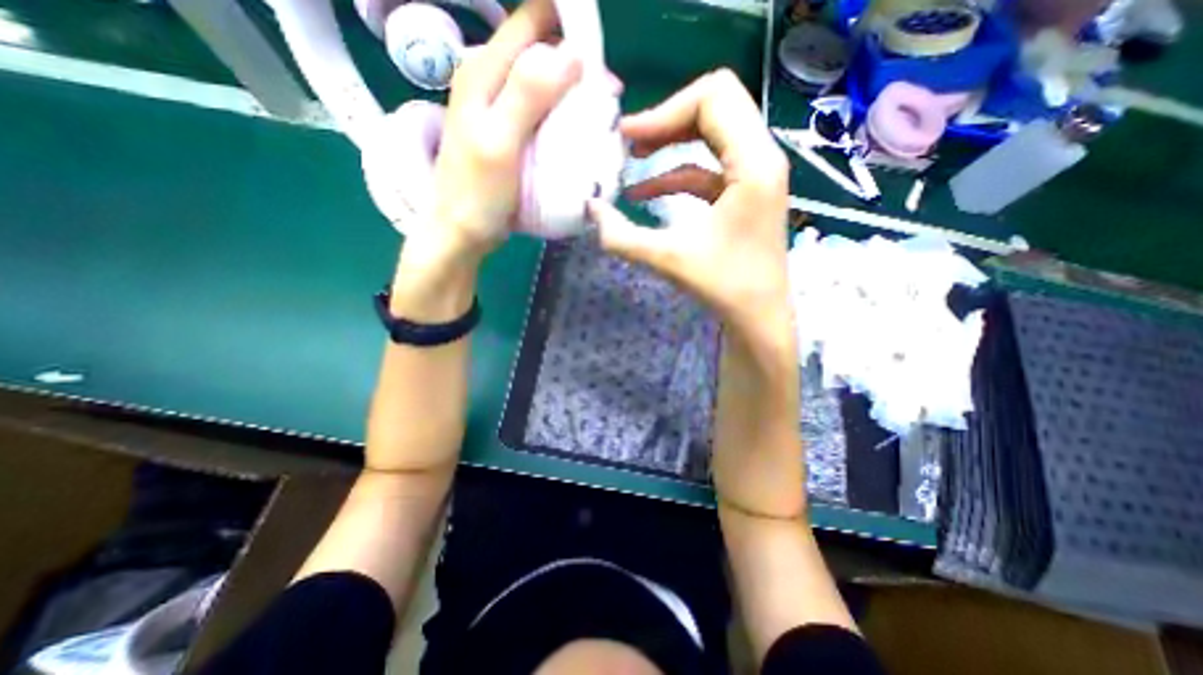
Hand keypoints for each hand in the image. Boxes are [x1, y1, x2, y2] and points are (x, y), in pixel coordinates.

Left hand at [425, 0, 584, 261]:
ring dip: (572, 93)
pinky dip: (562, 116)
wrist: (461, 231)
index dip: (568, 27)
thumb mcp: (500, 142)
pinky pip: (542, 112)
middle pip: (540, 52)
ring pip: (544, 83)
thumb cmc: (477, 193)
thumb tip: (572, 53)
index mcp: (483, 71)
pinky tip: (577, 133)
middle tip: (606, 96)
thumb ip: (528, 95)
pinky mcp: (509, 133)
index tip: (599, 59)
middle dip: (576, 64)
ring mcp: (500, 109)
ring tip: (598, 115)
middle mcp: (490, 80)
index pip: (530, 22)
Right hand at [588, 67, 797, 341]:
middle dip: (667, 119)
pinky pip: (709, 167)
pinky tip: (646, 193)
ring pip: (713, 133)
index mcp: (753, 163)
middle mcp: (762, 157)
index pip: (714, 96)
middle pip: (716, 105)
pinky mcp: (745, 193)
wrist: (758, 317)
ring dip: (671, 141)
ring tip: (633, 157)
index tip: (629, 138)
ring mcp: (756, 175)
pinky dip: (677, 173)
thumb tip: (589, 208)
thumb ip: (621, 235)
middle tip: (629, 141)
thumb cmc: (723, 287)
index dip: (666, 110)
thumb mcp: (668, 259)